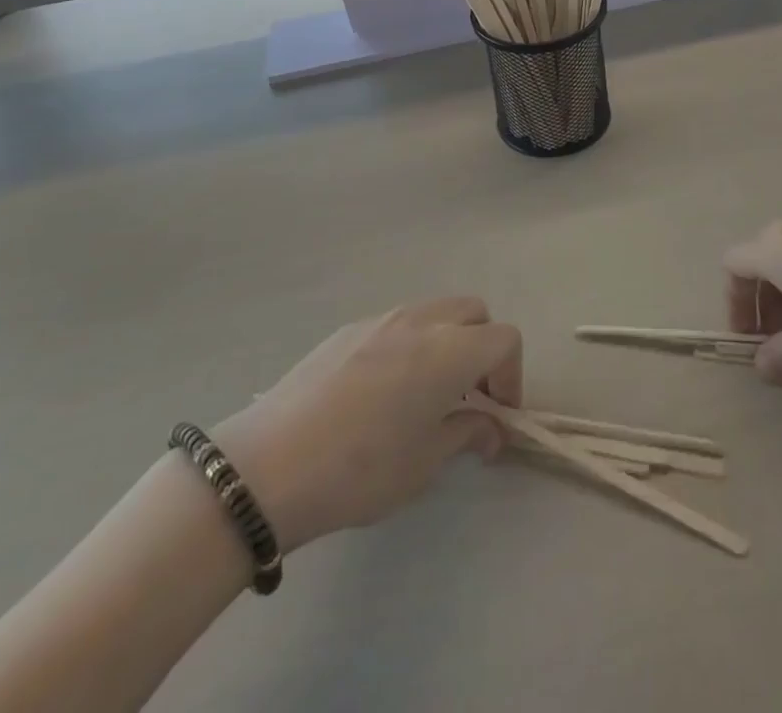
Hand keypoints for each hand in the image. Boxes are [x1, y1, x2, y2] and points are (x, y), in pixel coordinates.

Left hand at [208, 298, 521, 552]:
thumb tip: (490, 428)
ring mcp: (380, 319)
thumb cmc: (361, 469)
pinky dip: (410, 344)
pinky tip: (382, 392)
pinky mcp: (347, 329)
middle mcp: (420, 321)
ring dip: (447, 341)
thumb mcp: (424, 463)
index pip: (504, 339)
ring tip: (427, 393)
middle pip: (473, 312)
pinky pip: (396, 323)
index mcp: (449, 350)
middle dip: (483, 348)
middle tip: (469, 396)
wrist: (269, 465)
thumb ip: (466, 433)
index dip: (512, 375)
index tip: (498, 415)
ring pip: (434, 312)